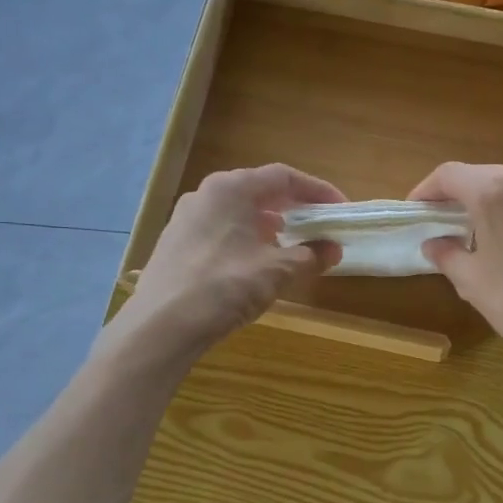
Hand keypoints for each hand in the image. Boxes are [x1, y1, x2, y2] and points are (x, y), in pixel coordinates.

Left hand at [113, 164, 343, 359]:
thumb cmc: (225, 285)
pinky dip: (244, 239)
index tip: (339, 209)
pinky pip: (219, 231)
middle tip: (316, 225)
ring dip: (267, 225)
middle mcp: (205, 194)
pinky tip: (253, 264)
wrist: (162, 324)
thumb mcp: (277, 271)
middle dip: (291, 208)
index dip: (317, 191)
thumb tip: (334, 249)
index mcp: (231, 188)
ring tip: (288, 246)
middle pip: (258, 191)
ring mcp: (185, 219)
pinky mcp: (175, 244)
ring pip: (236, 212)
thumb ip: (310, 256)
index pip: (283, 177)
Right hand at [408, 163, 502, 378]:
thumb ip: (448, 256)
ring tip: (487, 236)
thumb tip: (434, 244)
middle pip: (484, 176)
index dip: (427, 191)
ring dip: (496, 204)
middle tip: (448, 224)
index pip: (449, 175)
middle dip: (462, 197)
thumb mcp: (474, 284)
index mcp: (495, 192)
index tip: (417, 211)